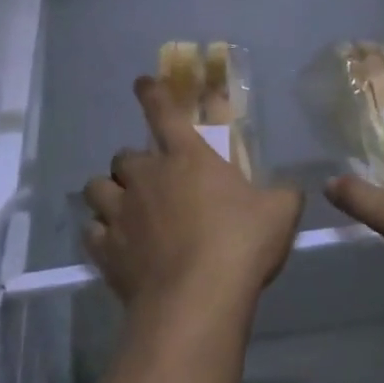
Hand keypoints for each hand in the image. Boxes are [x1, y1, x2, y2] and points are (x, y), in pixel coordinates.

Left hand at [82, 78, 302, 328]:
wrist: (196, 299)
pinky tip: (112, 244)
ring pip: (96, 188)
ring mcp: (121, 212)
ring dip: (107, 193)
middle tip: (148, 180)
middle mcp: (147, 176)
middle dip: (132, 163)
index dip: (151, 94)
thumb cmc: (239, 245)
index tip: (141, 83)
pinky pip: (91, 232)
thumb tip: (292, 189)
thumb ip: (283, 195)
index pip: (163, 112)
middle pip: (123, 155)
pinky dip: (99, 234)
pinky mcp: (106, 249)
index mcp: (187, 157)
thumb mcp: (279, 213)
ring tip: (120, 207)